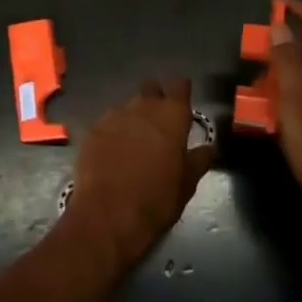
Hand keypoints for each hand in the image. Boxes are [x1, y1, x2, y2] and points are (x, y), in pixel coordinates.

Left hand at [61, 78, 214, 267]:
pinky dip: (112, 133)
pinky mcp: (93, 130)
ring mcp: (114, 116)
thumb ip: (199, 159)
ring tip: (133, 144)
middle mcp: (143, 107)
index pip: (180, 85)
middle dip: (155, 99)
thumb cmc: (157, 199)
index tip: (182, 103)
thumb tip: (208, 147)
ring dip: (133, 118)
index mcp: (172, 115)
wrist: (109, 215)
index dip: (181, 92)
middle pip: (150, 88)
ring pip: (127, 107)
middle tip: (159, 124)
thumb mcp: (187, 183)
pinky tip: (111, 154)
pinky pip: (107, 124)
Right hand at [268, 0, 301, 223]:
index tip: (273, 4)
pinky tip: (281, 114)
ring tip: (260, 88)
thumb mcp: (296, 109)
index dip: (297, 8)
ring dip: (287, 69)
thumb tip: (280, 25)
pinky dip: (295, 90)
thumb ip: (288, 66)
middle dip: (285, 42)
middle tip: (256, 55)